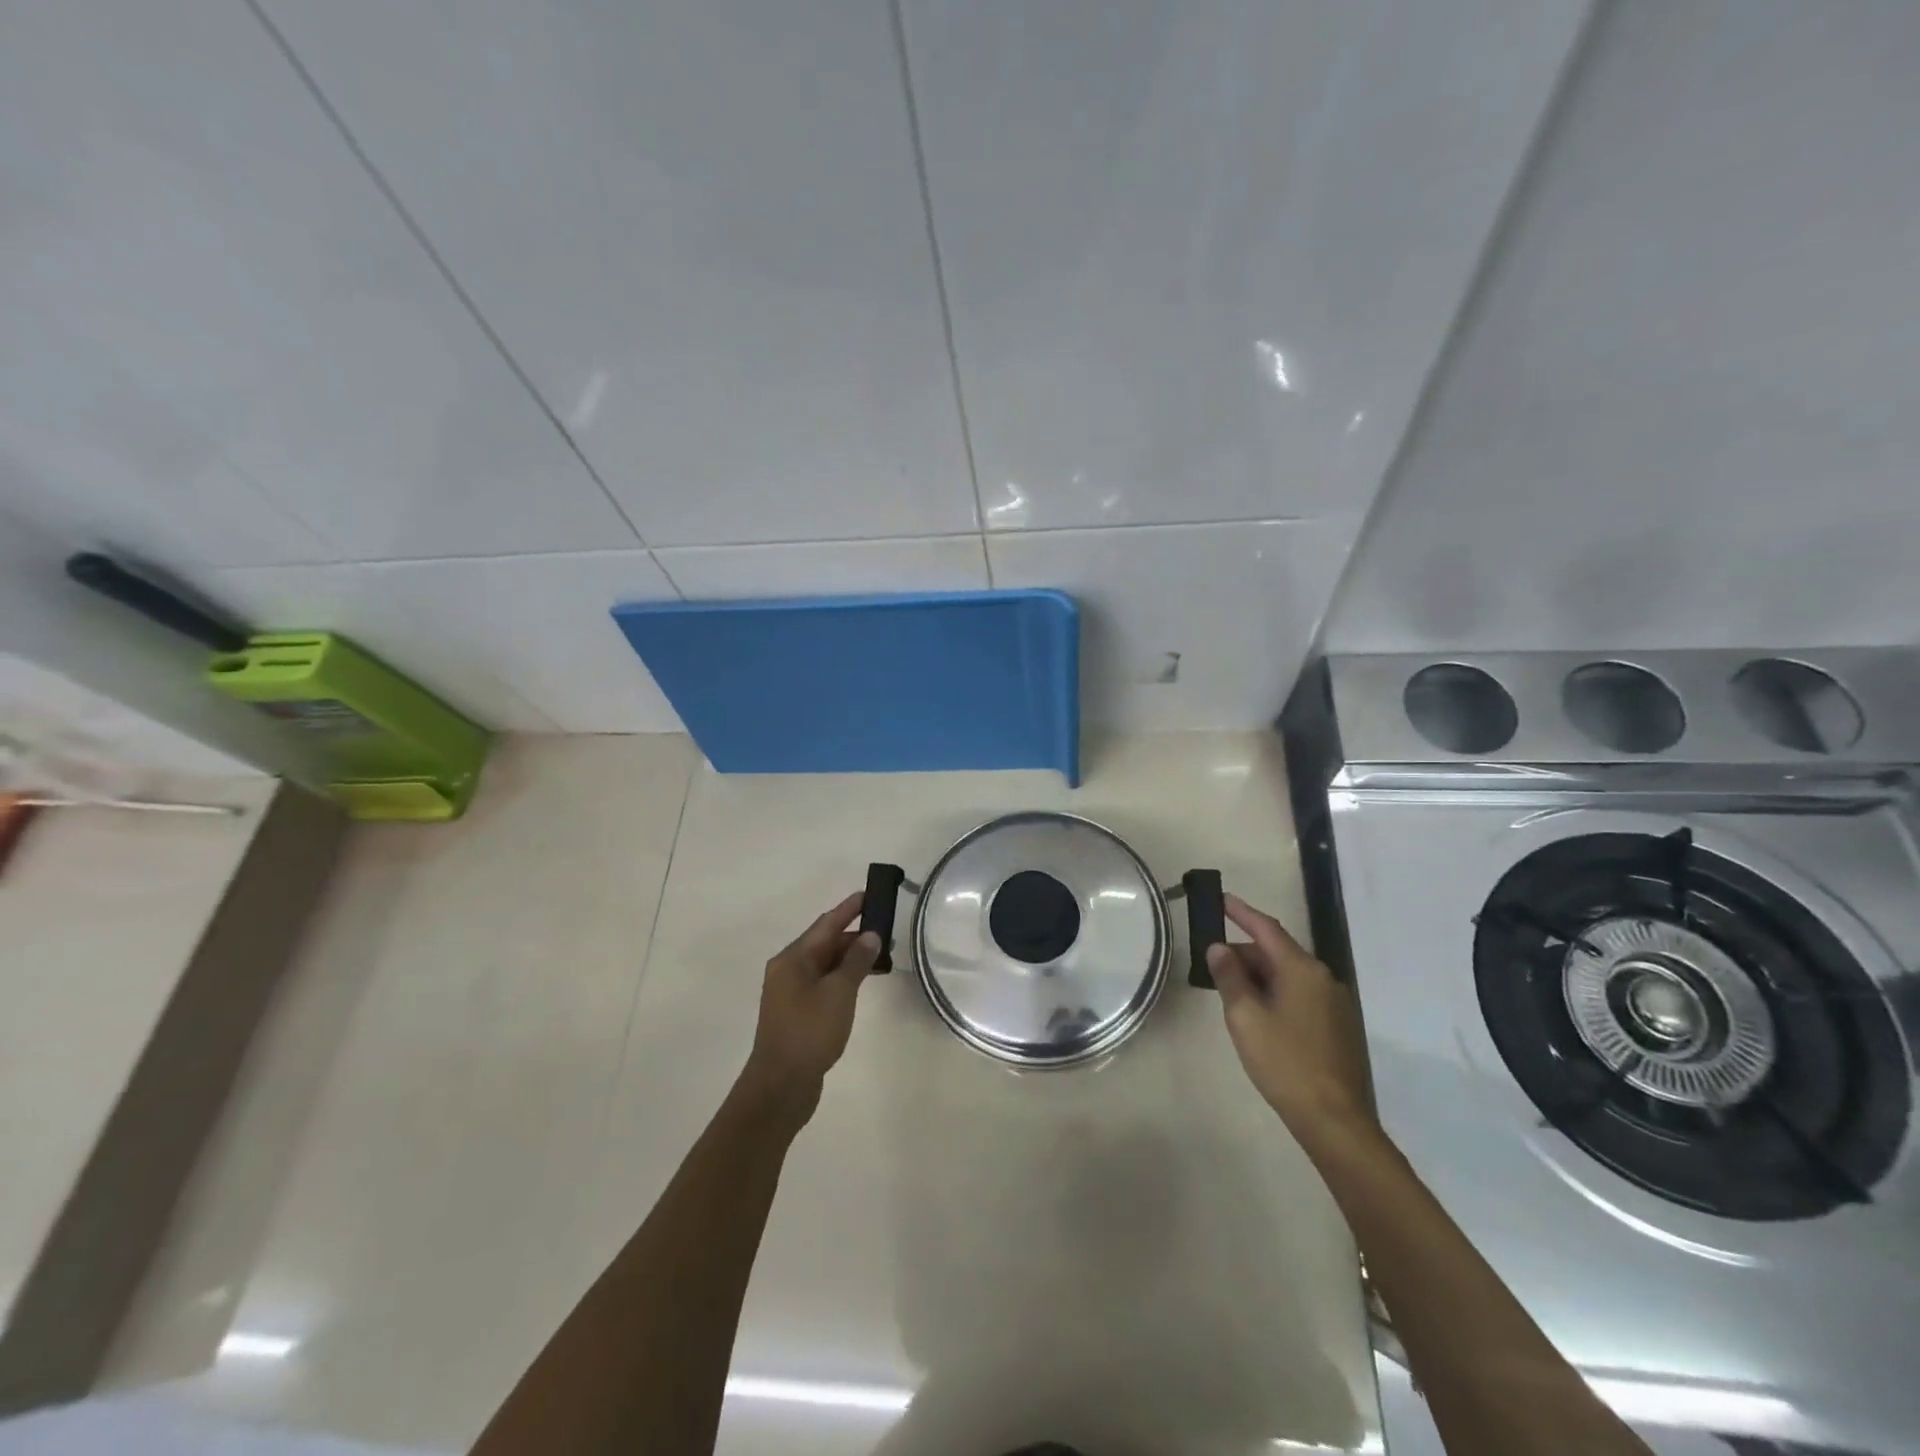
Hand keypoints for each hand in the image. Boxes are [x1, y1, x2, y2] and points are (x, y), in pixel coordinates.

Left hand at [738, 891, 880, 1117]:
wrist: (781, 1086)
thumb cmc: (809, 1032)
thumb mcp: (838, 993)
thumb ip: (856, 961)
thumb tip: (870, 935)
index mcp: (793, 959)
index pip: (826, 924)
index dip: (849, 909)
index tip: (869, 894)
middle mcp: (788, 970)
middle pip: (824, 943)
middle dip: (854, 934)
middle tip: (886, 930)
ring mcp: (791, 993)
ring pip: (825, 964)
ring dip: (850, 957)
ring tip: (881, 955)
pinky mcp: (798, 1013)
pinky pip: (824, 983)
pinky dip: (843, 977)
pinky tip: (861, 982)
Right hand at [1207, 893, 1378, 1143]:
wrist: (1334, 1120)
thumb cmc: (1285, 1063)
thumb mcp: (1246, 1017)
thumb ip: (1230, 977)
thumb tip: (1219, 947)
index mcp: (1302, 970)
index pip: (1266, 929)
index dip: (1241, 912)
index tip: (1221, 898)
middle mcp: (1323, 978)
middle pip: (1277, 953)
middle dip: (1244, 954)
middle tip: (1213, 965)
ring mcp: (1335, 1003)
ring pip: (1288, 976)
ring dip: (1259, 976)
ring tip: (1231, 992)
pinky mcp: (1338, 1025)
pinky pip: (1300, 995)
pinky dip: (1275, 993)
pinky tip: (1258, 1014)